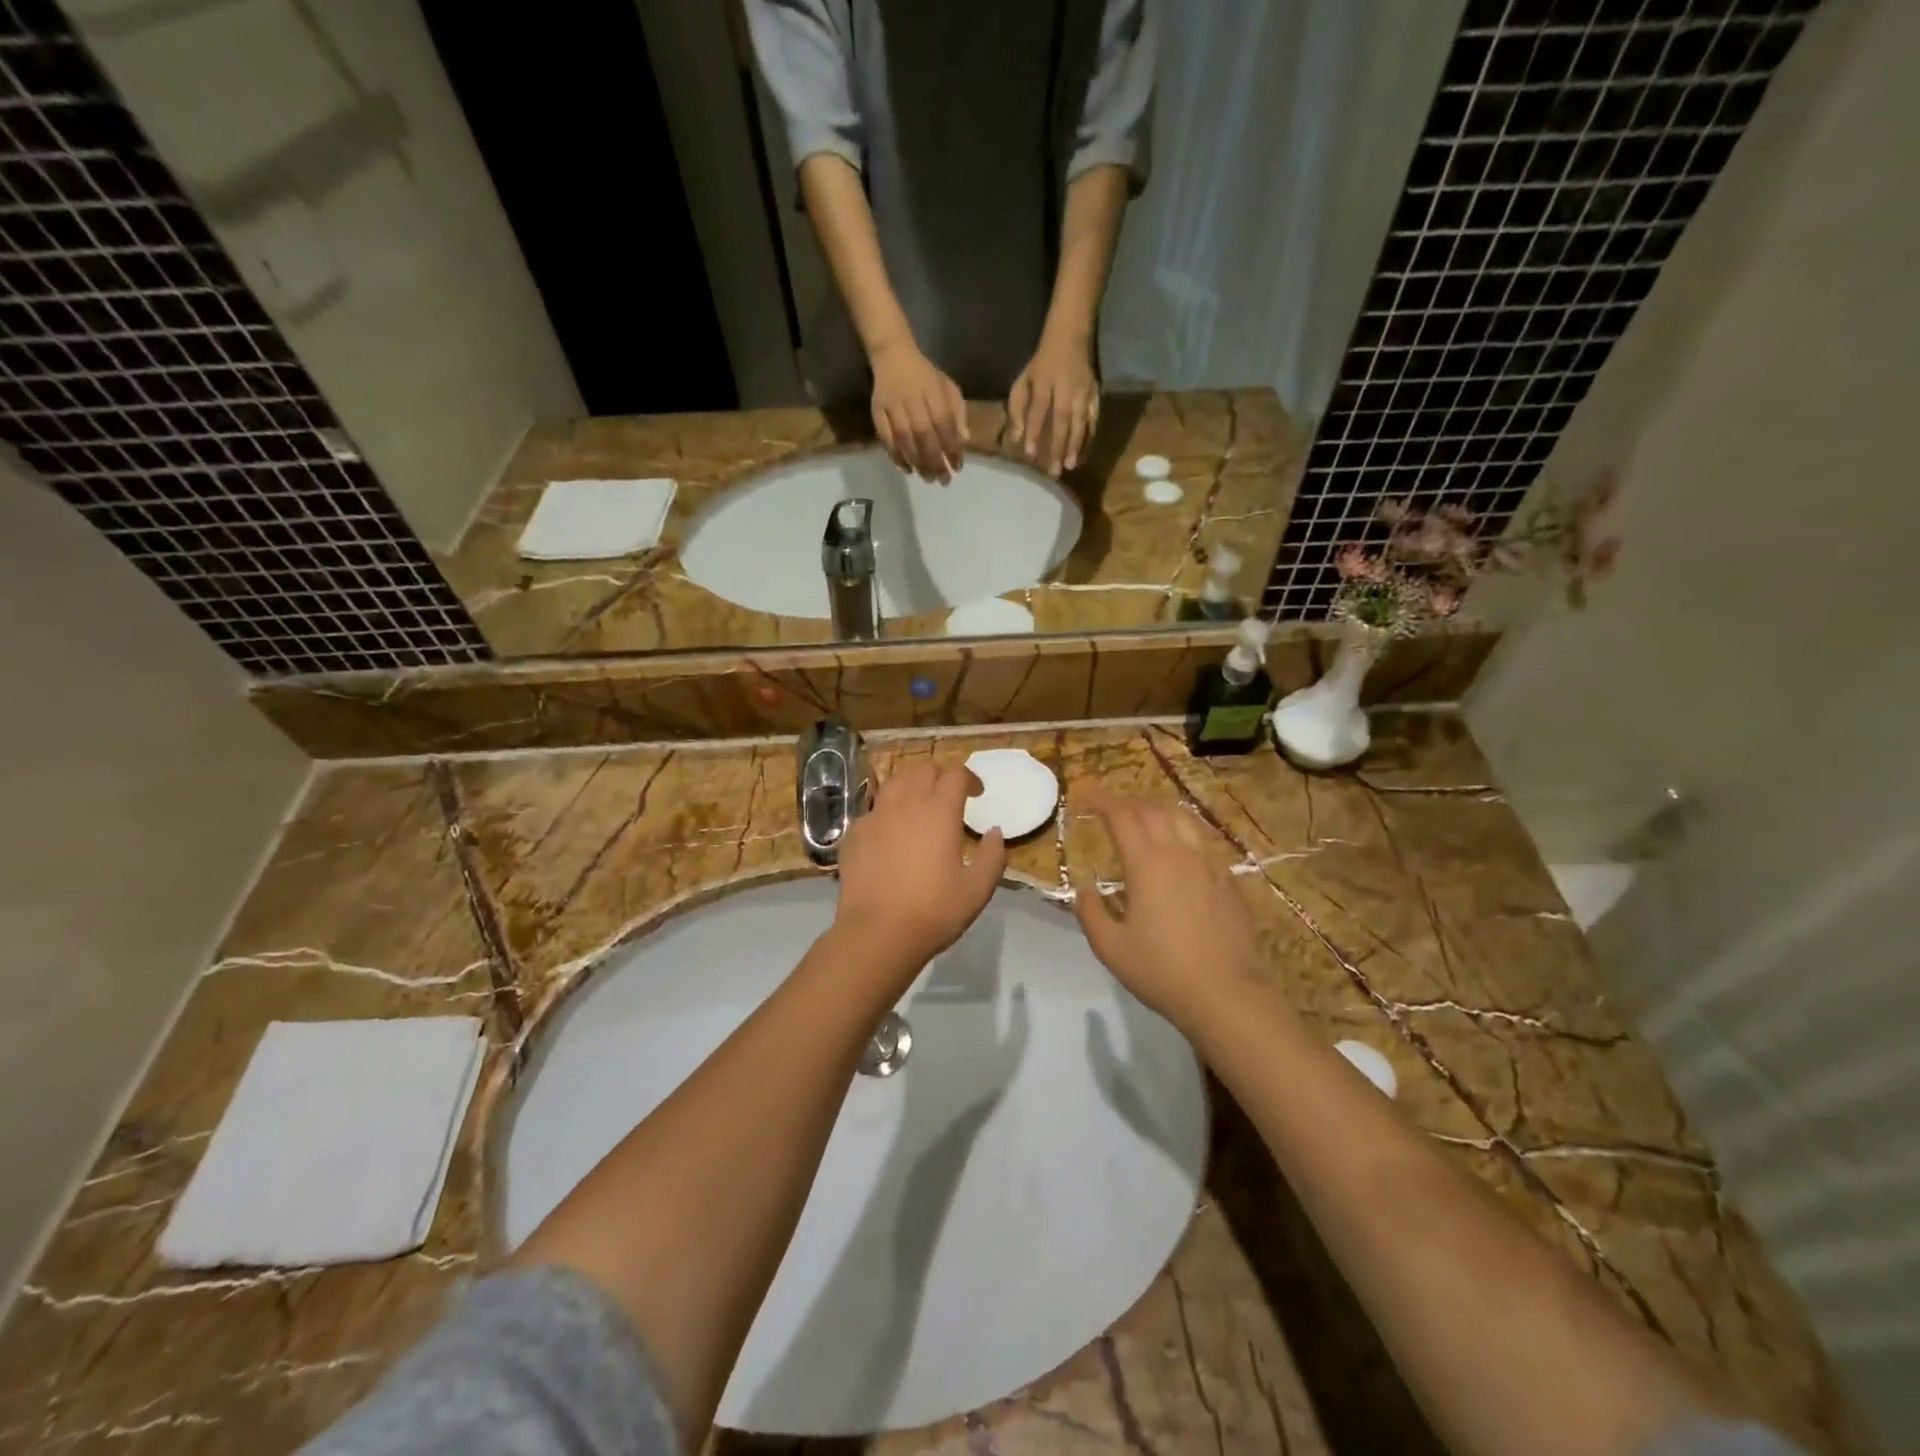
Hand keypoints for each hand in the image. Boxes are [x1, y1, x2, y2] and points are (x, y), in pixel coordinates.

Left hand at [834, 761, 1005, 982]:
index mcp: (939, 811)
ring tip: (919, 805)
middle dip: (939, 776)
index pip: (955, 774)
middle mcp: (906, 803)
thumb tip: (994, 833)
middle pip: (923, 769)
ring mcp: (875, 816)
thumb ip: (992, 856)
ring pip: (894, 782)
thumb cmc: (933, 911)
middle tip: (948, 796)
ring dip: (911, 785)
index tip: (977, 794)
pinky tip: (891, 833)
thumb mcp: (977, 889)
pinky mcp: (854, 833)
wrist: (877, 933)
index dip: (969, 778)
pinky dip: (887, 811)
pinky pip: (873, 809)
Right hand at [870, 340, 966, 481]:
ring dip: (917, 462)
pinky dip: (896, 456)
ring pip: (905, 439)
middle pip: (924, 435)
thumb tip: (964, 440)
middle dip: (935, 461)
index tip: (958, 467)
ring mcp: (893, 406)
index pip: (945, 424)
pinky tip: (907, 469)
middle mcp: (912, 399)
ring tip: (927, 478)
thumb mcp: (948, 387)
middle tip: (943, 480)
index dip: (952, 448)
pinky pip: (886, 438)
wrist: (892, 355)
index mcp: (933, 391)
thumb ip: (958, 412)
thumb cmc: (925, 376)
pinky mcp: (877, 412)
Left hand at [1009, 331, 1098, 475]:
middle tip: (1054, 471)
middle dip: (1058, 446)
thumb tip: (1016, 438)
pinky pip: (1093, 420)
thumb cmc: (1042, 364)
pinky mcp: (1096, 396)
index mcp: (1045, 382)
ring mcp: (1084, 393)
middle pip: (1063, 420)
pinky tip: (1083, 454)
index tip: (1031, 454)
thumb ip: (1017, 409)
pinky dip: (1089, 438)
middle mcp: (1067, 389)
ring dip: (1076, 446)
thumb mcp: (1023, 380)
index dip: (1035, 432)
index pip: (1039, 410)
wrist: (1070, 337)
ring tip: (1070, 466)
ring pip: (1081, 422)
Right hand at [1073, 790, 1262, 1037]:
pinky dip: (1180, 831)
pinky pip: (1200, 840)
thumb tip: (1086, 889)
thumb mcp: (1111, 948)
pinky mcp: (1227, 880)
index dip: (1101, 799)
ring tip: (1142, 816)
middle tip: (1108, 806)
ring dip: (1156, 810)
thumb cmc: (1161, 971)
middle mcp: (1178, 853)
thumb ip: (1091, 912)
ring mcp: (1208, 864)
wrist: (1227, 994)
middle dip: (1126, 802)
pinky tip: (1176, 848)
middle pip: (1151, 810)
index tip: (1085, 790)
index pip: (1121, 816)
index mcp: (1147, 864)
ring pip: (1181, 819)